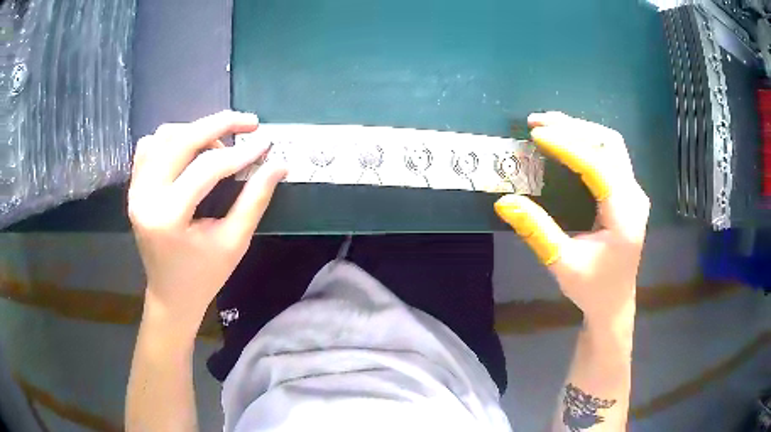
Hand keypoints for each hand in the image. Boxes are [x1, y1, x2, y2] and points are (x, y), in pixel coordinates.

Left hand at [128, 111, 285, 333]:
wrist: (170, 295)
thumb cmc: (204, 275)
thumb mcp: (234, 242)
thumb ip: (255, 200)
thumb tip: (278, 165)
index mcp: (168, 218)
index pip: (206, 169)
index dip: (240, 153)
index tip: (266, 144)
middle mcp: (145, 196)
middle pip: (181, 140)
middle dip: (219, 124)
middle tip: (250, 123)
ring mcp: (136, 189)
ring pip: (163, 136)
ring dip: (195, 131)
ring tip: (219, 144)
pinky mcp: (135, 187)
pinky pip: (150, 146)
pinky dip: (173, 139)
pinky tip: (191, 151)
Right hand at [495, 112, 649, 326]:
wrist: (614, 303)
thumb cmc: (592, 288)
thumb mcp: (562, 264)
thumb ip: (537, 232)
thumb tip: (505, 202)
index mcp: (624, 215)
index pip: (598, 166)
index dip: (568, 146)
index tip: (537, 135)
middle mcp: (634, 196)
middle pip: (609, 144)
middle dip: (574, 128)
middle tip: (538, 124)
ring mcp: (633, 192)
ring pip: (611, 145)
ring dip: (580, 131)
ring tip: (548, 127)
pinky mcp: (627, 193)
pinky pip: (609, 156)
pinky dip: (586, 143)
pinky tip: (566, 143)